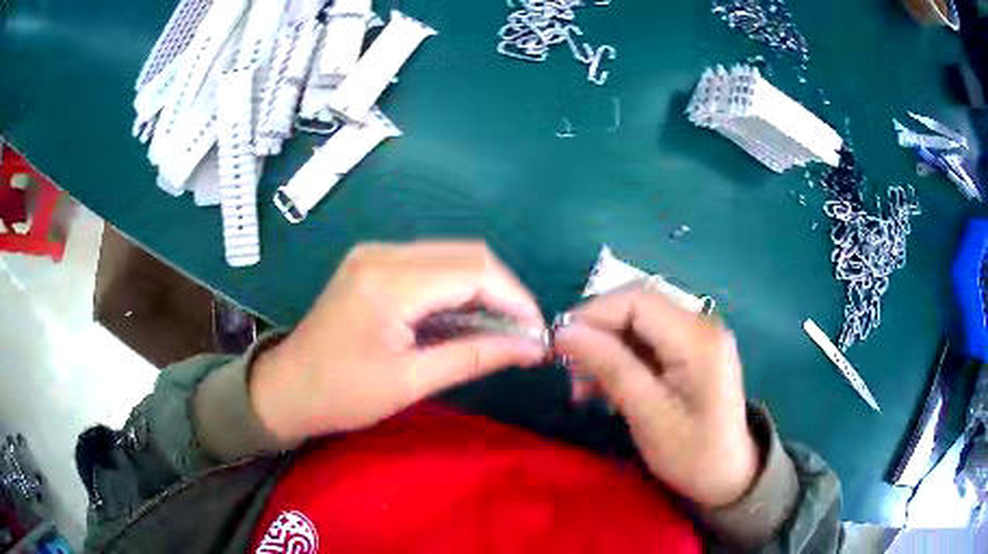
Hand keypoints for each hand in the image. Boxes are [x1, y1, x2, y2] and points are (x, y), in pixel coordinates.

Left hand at [250, 242, 546, 443]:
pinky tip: (465, 317)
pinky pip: (430, 264)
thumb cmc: (341, 394)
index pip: (474, 271)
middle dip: (504, 292)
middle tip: (521, 333)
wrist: (287, 388)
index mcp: (389, 282)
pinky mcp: (373, 263)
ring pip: (451, 256)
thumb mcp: (410, 383)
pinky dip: (457, 288)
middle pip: (467, 254)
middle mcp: (382, 253)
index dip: (515, 298)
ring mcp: (375, 254)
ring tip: (499, 329)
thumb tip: (530, 347)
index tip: (537, 332)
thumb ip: (474, 357)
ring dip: (483, 289)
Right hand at [554, 287, 758, 508]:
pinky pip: (648, 339)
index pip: (637, 300)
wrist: (728, 475)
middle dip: (598, 332)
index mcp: (698, 339)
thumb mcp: (648, 415)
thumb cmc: (692, 454)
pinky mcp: (692, 349)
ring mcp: (698, 335)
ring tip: (586, 388)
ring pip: (638, 322)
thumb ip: (610, 367)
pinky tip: (609, 386)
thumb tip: (565, 332)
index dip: (593, 314)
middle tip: (572, 372)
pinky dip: (622, 357)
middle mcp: (701, 324)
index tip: (559, 345)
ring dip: (606, 347)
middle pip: (637, 306)